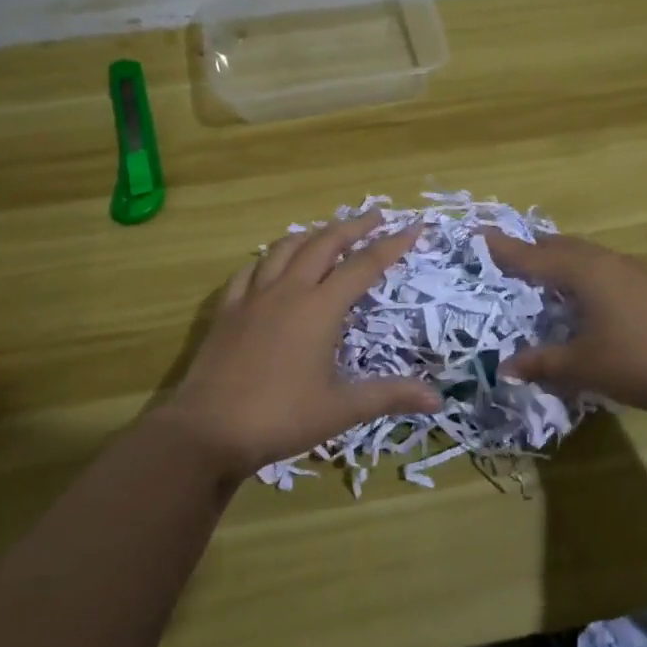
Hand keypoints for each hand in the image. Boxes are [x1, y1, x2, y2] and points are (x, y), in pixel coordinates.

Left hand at [161, 213, 440, 481]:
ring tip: (327, 231)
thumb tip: (438, 399)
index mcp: (319, 308)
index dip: (391, 246)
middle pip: (324, 244)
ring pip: (285, 248)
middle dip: (353, 227)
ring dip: (312, 234)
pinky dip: (269, 257)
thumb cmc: (280, 417)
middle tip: (375, 216)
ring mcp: (253, 296)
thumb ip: (389, 396)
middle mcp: (288, 291)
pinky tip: (271, 262)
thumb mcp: (341, 409)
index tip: (413, 228)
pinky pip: (250, 269)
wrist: (208, 429)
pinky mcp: (227, 309)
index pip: (363, 266)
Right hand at [480, 230, 646, 419]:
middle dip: (533, 249)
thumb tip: (505, 368)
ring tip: (543, 275)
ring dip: (561, 260)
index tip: (477, 233)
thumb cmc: (640, 361)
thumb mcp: (583, 366)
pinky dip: (583, 273)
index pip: (533, 256)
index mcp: (584, 273)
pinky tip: (586, 297)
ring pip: (586, 255)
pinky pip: (604, 268)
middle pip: (561, 247)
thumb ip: (542, 362)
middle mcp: (606, 262)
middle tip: (507, 257)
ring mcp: (633, 271)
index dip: (503, 248)